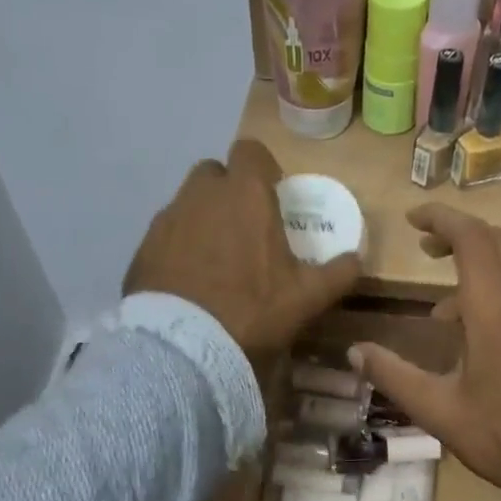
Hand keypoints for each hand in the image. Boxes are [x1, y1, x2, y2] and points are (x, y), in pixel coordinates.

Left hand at [125, 139, 360, 371]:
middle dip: (229, 192)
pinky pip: (165, 235)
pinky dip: (179, 247)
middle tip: (244, 228)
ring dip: (203, 218)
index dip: (263, 169)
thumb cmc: (253, 312)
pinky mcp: (142, 247)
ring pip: (187, 203)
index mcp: (245, 195)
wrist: (184, 349)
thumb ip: (338, 272)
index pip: (251, 152)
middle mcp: (201, 195)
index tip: (272, 195)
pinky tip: (189, 280)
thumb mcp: (308, 298)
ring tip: (215, 258)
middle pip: (214, 174)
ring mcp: (167, 219)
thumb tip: (357, 258)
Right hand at [346, 206, 500, 499]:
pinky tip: (478, 339)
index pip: (472, 239)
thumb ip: (393, 376)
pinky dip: (498, 294)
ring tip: (442, 313)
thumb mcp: (438, 412)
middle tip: (426, 249)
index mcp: (496, 311)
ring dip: (478, 269)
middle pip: (498, 241)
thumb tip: (354, 352)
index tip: (413, 220)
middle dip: (459, 235)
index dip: (442, 219)